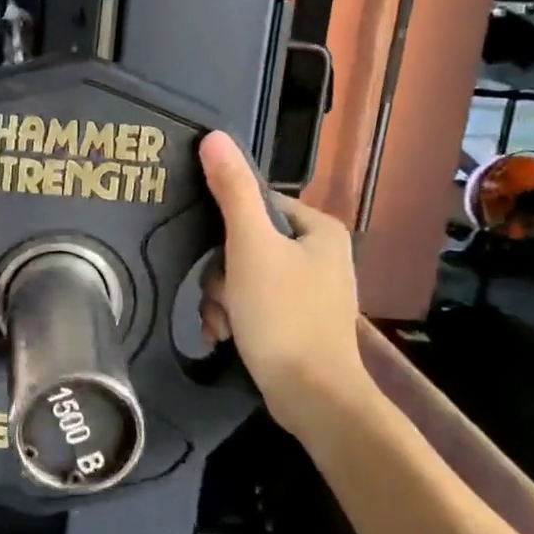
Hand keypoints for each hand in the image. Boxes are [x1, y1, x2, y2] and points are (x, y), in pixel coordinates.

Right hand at [197, 131, 372, 426]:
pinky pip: (256, 303)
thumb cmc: (283, 314)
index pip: (256, 202)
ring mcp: (311, 289)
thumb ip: (232, 190)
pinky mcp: (299, 320)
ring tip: (219, 323)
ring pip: (245, 274)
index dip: (226, 225)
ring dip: (222, 298)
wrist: (312, 397)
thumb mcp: (251, 246)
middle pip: (247, 242)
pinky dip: (235, 316)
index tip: (212, 254)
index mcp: (318, 228)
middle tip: (216, 297)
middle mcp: (320, 253)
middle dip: (220, 273)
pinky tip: (224, 335)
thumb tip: (214, 136)